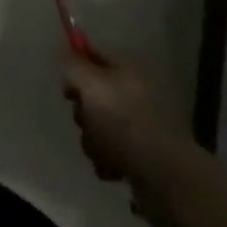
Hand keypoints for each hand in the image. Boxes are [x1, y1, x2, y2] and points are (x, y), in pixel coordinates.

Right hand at [62, 55, 191, 226]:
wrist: (164, 176)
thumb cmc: (124, 123)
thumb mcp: (91, 86)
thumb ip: (72, 66)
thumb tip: (63, 50)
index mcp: (127, 70)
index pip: (93, 55)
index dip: (75, 68)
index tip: (68, 91)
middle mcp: (134, 93)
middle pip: (92, 95)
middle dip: (83, 114)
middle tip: (88, 123)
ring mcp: (139, 125)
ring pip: (97, 126)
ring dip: (93, 141)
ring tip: (103, 152)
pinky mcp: (141, 154)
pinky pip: (110, 151)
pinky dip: (107, 160)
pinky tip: (113, 168)